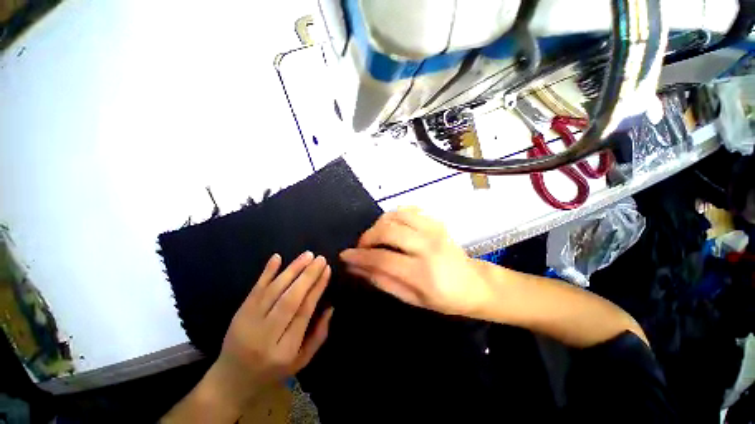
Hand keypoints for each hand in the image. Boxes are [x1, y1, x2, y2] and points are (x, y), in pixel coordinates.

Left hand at [207, 252, 333, 411]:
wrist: (232, 379)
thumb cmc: (273, 370)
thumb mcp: (301, 361)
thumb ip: (319, 335)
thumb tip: (331, 307)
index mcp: (284, 350)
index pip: (304, 312)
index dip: (316, 289)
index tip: (327, 270)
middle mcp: (266, 335)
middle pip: (289, 300)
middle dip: (307, 276)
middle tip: (320, 259)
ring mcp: (249, 322)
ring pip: (273, 291)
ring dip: (292, 270)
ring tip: (307, 255)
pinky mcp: (239, 313)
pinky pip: (255, 289)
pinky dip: (266, 272)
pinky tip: (277, 257)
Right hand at [340, 207, 490, 316]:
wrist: (474, 283)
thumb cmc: (443, 298)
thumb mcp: (411, 299)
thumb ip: (382, 280)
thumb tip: (357, 268)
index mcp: (423, 272)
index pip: (383, 258)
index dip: (360, 256)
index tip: (345, 256)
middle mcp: (428, 245)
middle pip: (388, 230)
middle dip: (367, 237)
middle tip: (361, 247)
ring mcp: (433, 229)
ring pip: (396, 215)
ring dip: (379, 225)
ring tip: (376, 238)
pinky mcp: (435, 221)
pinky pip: (408, 210)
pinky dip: (393, 216)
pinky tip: (391, 227)